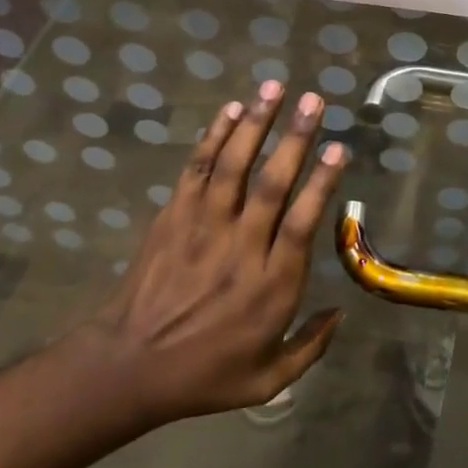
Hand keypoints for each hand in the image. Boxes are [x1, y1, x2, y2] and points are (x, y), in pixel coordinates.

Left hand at [67, 81, 347, 428]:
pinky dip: (214, 136)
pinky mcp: (174, 216)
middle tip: (314, 101)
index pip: (302, 223)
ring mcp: (204, 227)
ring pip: (234, 165)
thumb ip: (309, 348)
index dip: (321, 183)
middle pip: (272, 184)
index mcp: (269, 285)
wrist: (127, 366)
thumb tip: (341, 312)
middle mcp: (241, 247)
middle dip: (295, 138)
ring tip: (275, 88)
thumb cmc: (202, 375)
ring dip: (256, 123)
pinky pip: (197, 168)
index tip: (338, 149)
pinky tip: (232, 109)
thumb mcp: (266, 380)